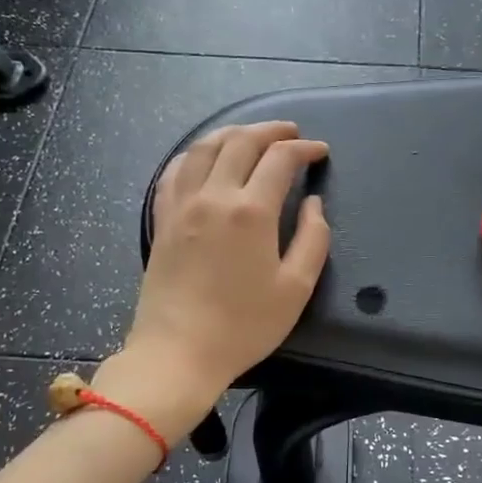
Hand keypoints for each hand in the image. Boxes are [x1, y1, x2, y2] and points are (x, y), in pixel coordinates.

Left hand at [101, 121, 329, 438]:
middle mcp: (213, 196)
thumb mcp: (295, 288)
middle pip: (240, 142)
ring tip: (250, 135)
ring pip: (203, 148)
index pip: (280, 159)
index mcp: (251, 211)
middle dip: (270, 130)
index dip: (304, 149)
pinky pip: (174, 171)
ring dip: (231, 133)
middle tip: (290, 133)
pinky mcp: (162, 220)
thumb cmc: (244, 325)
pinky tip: (202, 158)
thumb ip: (312, 239)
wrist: (179, 352)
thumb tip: (313, 204)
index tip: (319, 152)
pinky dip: (193, 155)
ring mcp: (181, 205)